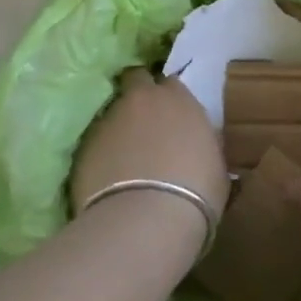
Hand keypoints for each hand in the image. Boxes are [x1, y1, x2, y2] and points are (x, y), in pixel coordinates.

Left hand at [71, 69, 228, 220]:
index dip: (169, 98)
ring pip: (113, 112)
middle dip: (139, 93)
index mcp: (178, 100)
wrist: (146, 220)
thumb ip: (203, 143)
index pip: (171, 83)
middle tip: (145, 120)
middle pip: (136, 80)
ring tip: (125, 157)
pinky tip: (109, 177)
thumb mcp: (216, 165)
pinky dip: (102, 153)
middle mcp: (141, 100)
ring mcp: (109, 120)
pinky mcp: (85, 146)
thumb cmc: (196, 193)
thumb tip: (197, 144)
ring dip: (120, 126)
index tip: (171, 116)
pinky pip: (96, 142)